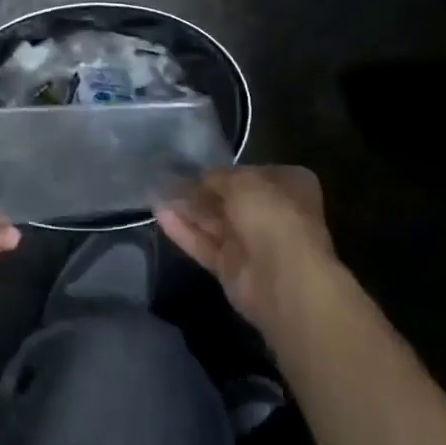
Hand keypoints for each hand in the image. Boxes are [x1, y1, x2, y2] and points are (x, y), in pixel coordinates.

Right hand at [156, 166, 335, 335]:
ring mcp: (252, 243)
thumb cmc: (272, 216)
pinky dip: (183, 230)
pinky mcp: (232, 268)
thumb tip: (202, 178)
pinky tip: (158, 214)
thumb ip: (218, 176)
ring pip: (215, 221)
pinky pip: (204, 244)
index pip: (254, 172)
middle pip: (231, 198)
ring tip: (156, 191)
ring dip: (187, 207)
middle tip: (167, 175)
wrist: (284, 280)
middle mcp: (273, 213)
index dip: (227, 168)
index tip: (197, 164)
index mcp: (289, 186)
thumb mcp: (242, 181)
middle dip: (201, 189)